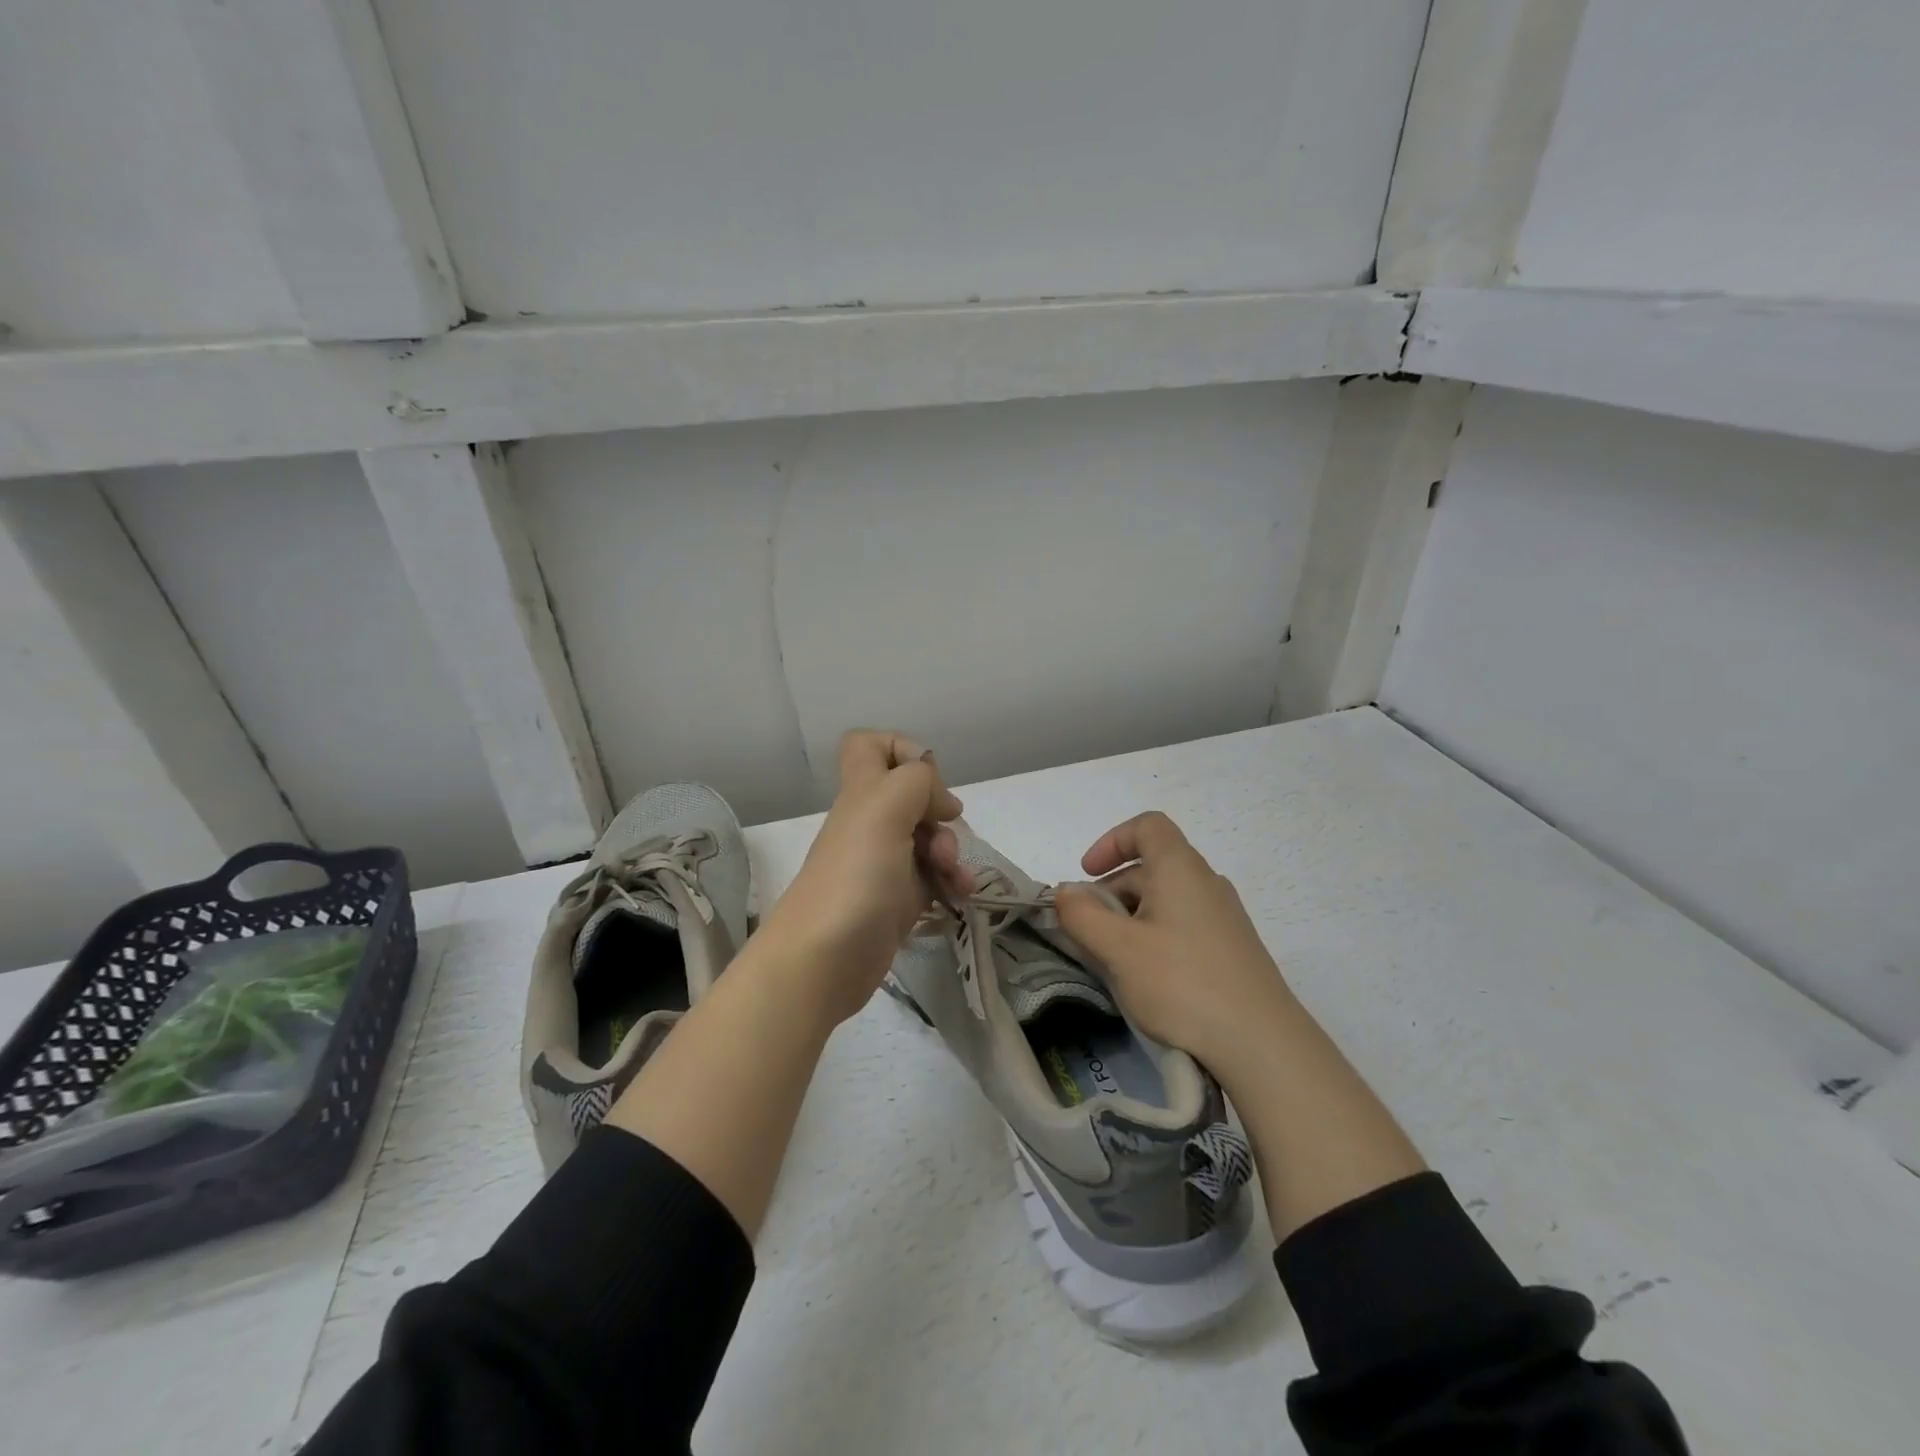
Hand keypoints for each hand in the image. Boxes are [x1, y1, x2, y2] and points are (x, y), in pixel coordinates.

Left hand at [756, 730, 971, 1023]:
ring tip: (956, 878)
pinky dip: (950, 883)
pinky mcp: (896, 901)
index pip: (869, 745)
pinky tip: (960, 897)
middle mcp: (870, 822)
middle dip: (940, 811)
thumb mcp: (885, 810)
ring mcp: (883, 863)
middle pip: (912, 796)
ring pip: (928, 839)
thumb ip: (917, 782)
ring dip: (952, 851)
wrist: (824, 960)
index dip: (901, 748)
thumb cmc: (855, 876)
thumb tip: (942, 802)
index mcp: (862, 793)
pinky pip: (932, 879)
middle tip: (942, 833)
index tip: (925, 778)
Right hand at [1054, 811, 1291, 1078]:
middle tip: (1089, 932)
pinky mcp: (1232, 949)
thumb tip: (1065, 892)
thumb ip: (1082, 915)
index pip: (1146, 826)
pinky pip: (1183, 925)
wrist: (1262, 1044)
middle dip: (1111, 891)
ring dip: (1130, 918)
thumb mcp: (1118, 949)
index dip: (1111, 841)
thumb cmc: (1182, 983)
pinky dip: (1155, 937)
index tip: (1087, 875)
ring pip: (1165, 899)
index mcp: (1180, 868)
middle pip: (1151, 866)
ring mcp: (1224, 916)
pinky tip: (1148, 978)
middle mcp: (1206, 882)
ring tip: (1114, 960)